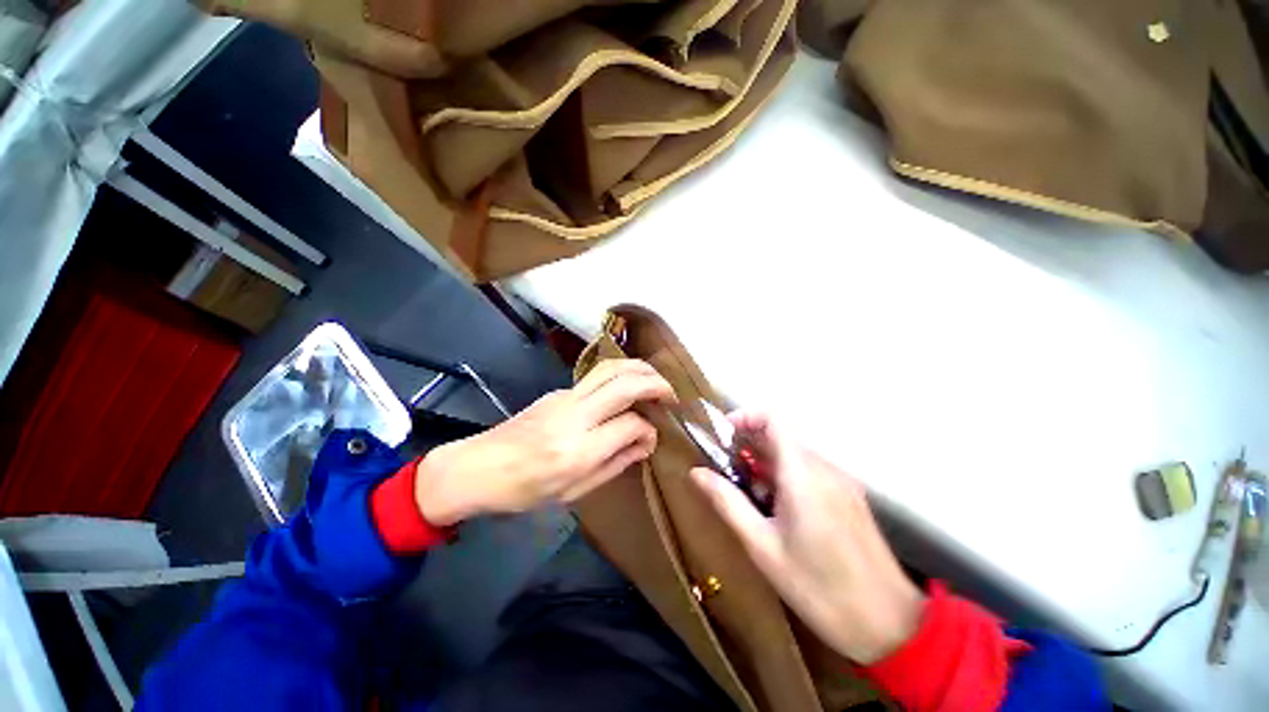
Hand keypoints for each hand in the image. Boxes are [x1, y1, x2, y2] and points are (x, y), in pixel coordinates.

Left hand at [415, 359, 675, 525]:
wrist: (478, 468)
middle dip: (655, 383)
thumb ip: (616, 463)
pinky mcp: (557, 391)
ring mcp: (564, 397)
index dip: (650, 429)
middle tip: (671, 394)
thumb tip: (646, 442)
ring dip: (639, 368)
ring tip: (655, 380)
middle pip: (624, 383)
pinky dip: (620, 375)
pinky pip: (595, 376)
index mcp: (579, 450)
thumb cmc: (524, 491)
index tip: (655, 436)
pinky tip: (626, 388)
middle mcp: (575, 416)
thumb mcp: (575, 491)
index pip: (631, 425)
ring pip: (610, 368)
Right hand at [691, 411, 924, 663]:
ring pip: (795, 455)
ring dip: (766, 464)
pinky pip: (811, 472)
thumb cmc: (820, 589)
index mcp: (803, 474)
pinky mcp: (850, 497)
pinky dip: (786, 476)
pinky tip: (777, 510)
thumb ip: (727, 503)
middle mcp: (825, 468)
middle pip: (782, 437)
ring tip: (748, 495)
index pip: (773, 419)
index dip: (745, 417)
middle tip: (726, 471)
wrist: (891, 627)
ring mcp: (842, 482)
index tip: (722, 435)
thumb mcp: (763, 547)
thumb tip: (696, 472)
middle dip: (749, 446)